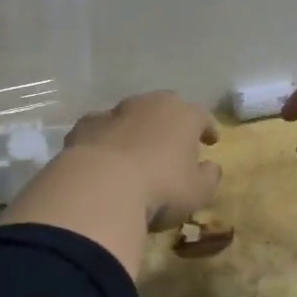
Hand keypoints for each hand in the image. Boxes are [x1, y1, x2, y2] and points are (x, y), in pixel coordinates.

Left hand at [63, 91, 221, 228]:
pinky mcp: (85, 125)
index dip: (207, 128)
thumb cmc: (160, 189)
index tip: (211, 141)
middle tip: (174, 143)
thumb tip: (210, 167)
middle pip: (165, 107)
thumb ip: (209, 176)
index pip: (202, 116)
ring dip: (136, 129)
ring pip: (131, 115)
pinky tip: (104, 158)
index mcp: (183, 115)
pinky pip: (101, 129)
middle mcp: (150, 104)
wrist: (100, 187)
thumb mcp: (198, 192)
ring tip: (137, 152)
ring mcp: (114, 112)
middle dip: (171, 123)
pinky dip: (106, 139)